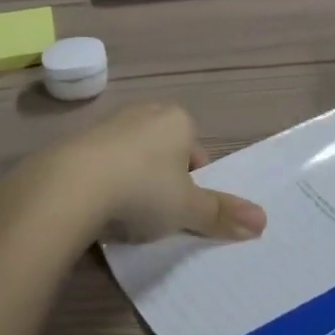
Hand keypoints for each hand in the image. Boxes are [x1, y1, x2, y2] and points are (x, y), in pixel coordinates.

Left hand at [23, 102, 266, 245]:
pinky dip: (105, 185)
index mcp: (177, 119)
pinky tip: (99, 209)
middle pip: (166, 155)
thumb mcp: (188, 208)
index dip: (193, 187)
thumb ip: (222, 214)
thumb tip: (263, 222)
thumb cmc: (143, 189)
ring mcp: (108, 124)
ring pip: (134, 159)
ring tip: (126, 216)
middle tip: (157, 216)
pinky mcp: (78, 141)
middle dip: (164, 184)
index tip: (181, 212)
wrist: (71, 185)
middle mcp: (144, 112)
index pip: (198, 155)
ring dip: (133, 184)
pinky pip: (103, 165)